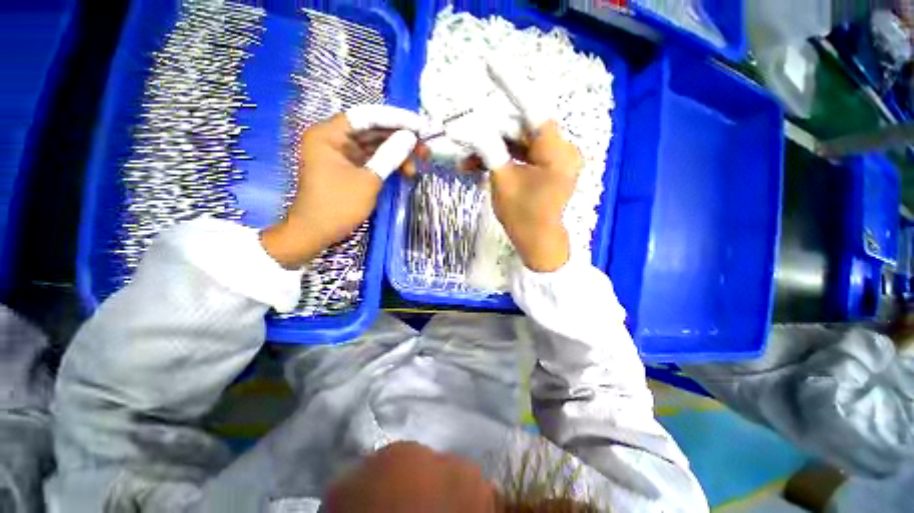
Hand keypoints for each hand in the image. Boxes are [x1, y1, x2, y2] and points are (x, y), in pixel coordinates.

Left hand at [261, 105, 425, 268]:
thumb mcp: (368, 180)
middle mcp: (333, 139)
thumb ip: (390, 156)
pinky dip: (387, 164)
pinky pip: (370, 159)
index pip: (366, 116)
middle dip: (399, 139)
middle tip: (423, 149)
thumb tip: (410, 138)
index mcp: (329, 134)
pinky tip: (404, 170)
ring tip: (418, 164)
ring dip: (396, 153)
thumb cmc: (338, 206)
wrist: (315, 233)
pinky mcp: (347, 168)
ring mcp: (340, 154)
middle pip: (371, 131)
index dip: (395, 119)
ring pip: (373, 146)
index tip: (419, 126)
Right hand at [447, 62, 580, 271]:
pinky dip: (504, 158)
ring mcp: (556, 159)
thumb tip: (469, 125)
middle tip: (462, 140)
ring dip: (494, 148)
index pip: (533, 111)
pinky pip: (524, 155)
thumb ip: (489, 149)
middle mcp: (562, 150)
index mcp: (557, 153)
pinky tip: (480, 165)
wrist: (537, 243)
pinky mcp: (548, 167)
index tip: (490, 67)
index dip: (511, 88)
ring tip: (466, 162)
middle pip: (522, 128)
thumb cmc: (522, 217)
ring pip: (520, 142)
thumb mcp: (502, 181)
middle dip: (491, 134)